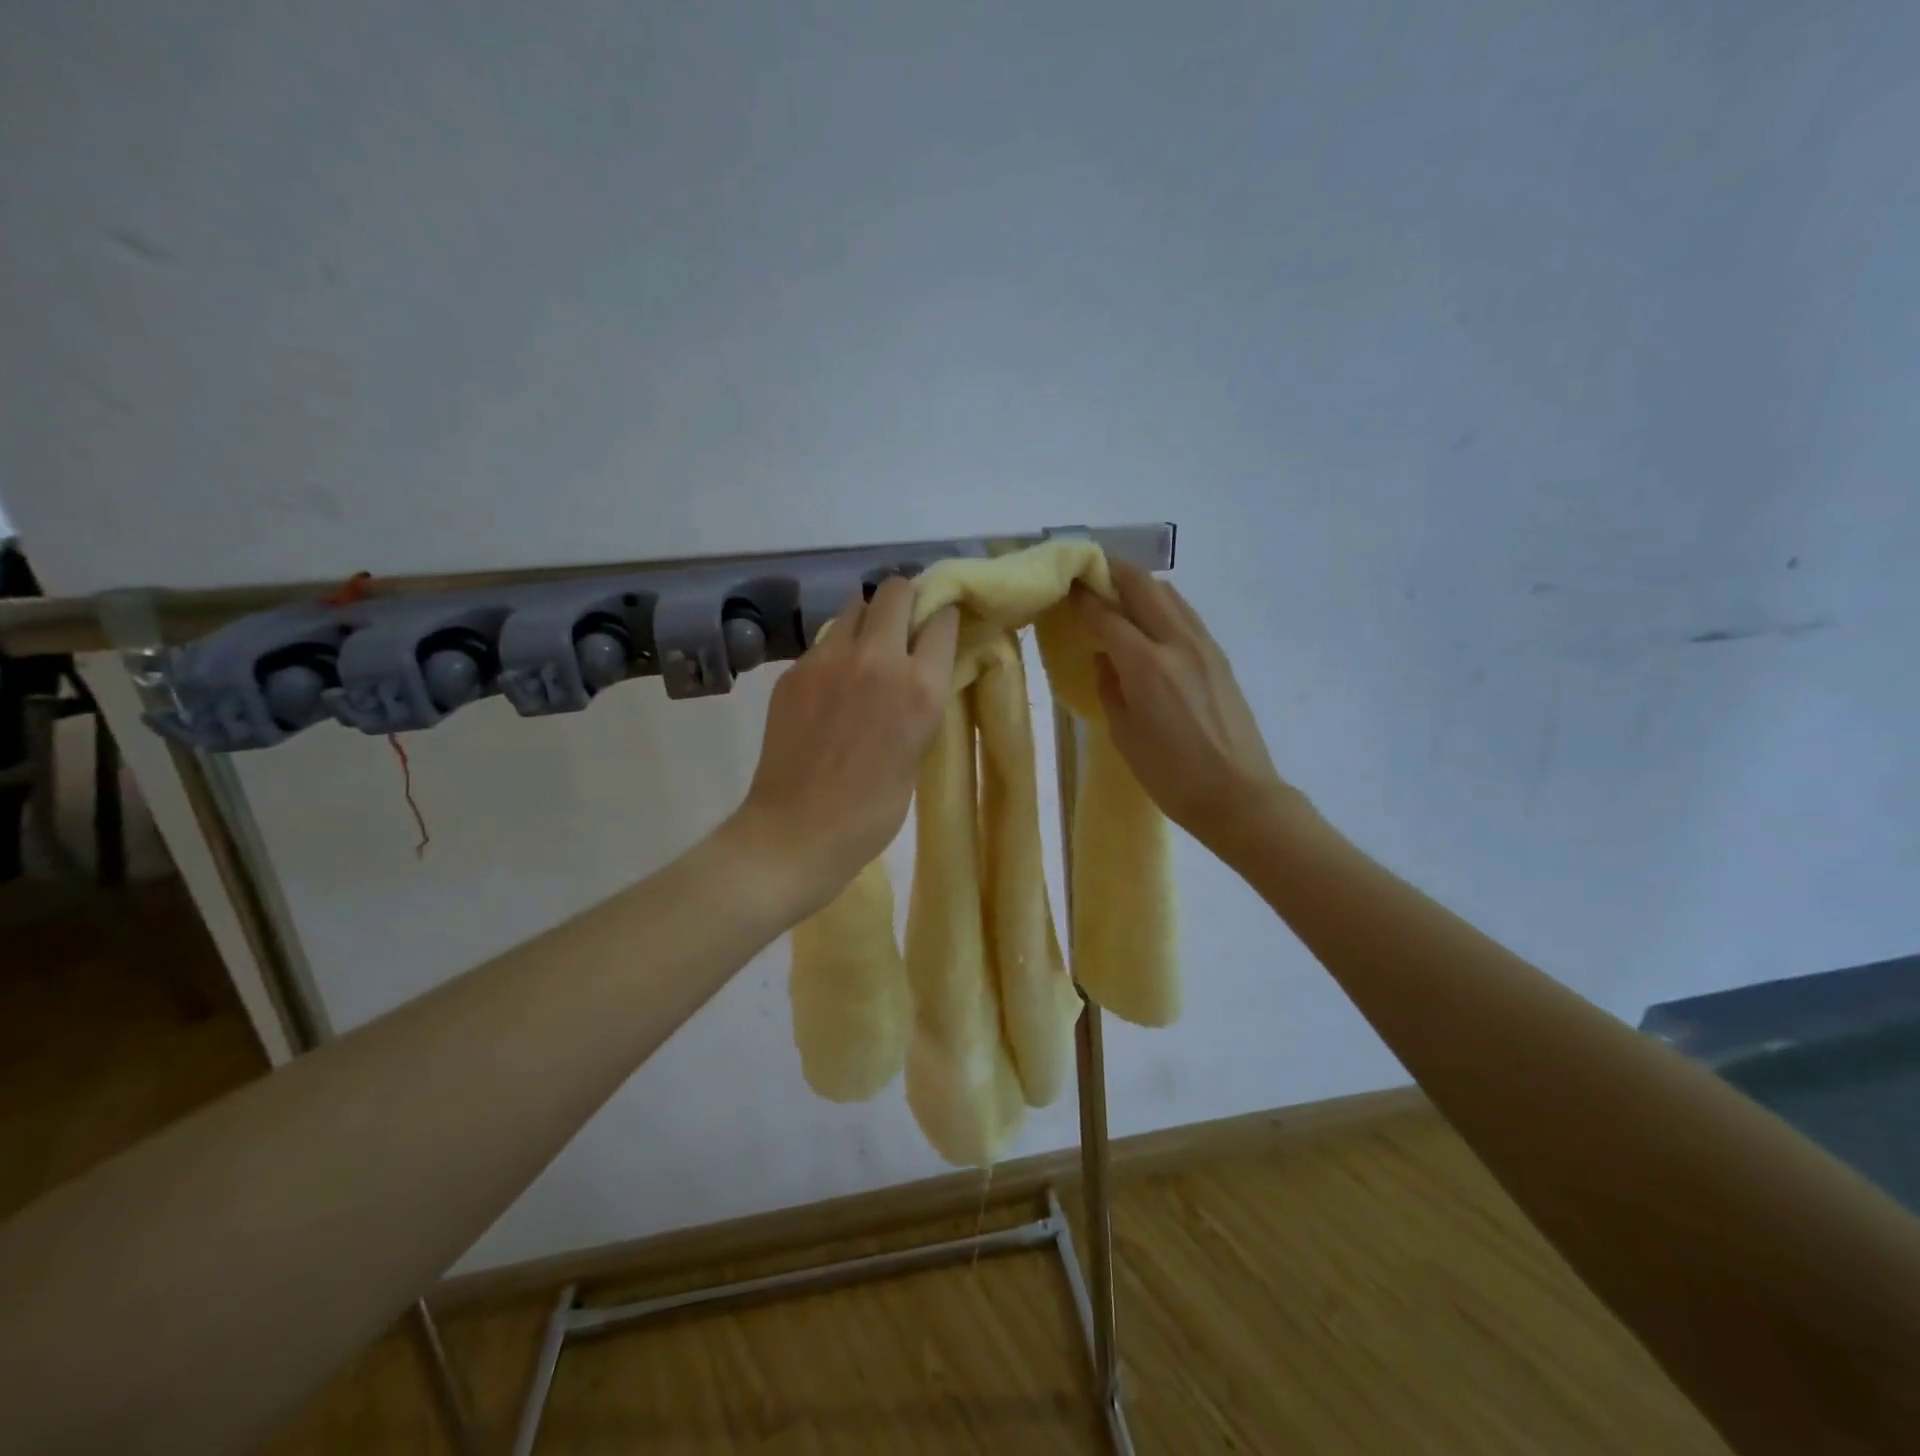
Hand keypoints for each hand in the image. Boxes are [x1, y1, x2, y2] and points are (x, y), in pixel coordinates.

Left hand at [729, 576, 958, 917]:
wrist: (797, 831)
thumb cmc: (871, 811)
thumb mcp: (916, 753)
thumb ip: (919, 703)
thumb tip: (918, 673)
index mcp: (920, 687)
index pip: (941, 618)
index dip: (943, 618)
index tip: (940, 626)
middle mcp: (878, 659)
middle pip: (896, 590)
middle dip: (906, 600)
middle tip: (904, 627)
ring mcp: (830, 659)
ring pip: (856, 606)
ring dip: (869, 619)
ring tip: (866, 652)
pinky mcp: (796, 670)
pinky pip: (826, 641)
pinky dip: (838, 650)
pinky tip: (833, 684)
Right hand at [1072, 561, 1292, 854]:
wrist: (1239, 795)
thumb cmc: (1171, 775)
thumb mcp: (1124, 735)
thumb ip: (1109, 688)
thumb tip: (1105, 659)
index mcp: (1146, 665)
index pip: (1106, 615)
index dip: (1081, 598)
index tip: (1064, 586)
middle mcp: (1177, 642)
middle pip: (1142, 586)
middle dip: (1112, 572)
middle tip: (1088, 574)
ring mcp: (1203, 646)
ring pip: (1168, 594)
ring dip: (1139, 585)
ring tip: (1116, 591)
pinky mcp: (1219, 656)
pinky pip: (1185, 614)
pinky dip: (1162, 605)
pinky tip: (1150, 620)